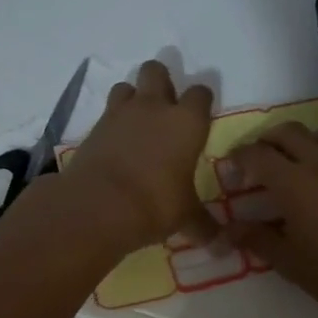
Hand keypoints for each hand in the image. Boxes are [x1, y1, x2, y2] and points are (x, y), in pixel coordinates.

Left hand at [57, 60, 216, 250]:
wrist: (98, 205)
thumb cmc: (155, 204)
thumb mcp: (186, 217)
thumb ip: (204, 225)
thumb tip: (224, 246)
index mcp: (187, 122)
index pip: (201, 93)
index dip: (202, 102)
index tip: (201, 116)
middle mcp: (155, 108)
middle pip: (157, 71)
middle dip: (161, 82)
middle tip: (165, 107)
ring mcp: (121, 114)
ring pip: (126, 86)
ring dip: (133, 97)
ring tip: (137, 122)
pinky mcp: (94, 128)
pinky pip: (106, 113)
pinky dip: (112, 123)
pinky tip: (116, 144)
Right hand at [223, 123, 317, 317]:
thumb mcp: (289, 261)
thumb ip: (257, 239)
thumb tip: (228, 229)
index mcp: (293, 181)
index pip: (256, 154)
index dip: (237, 158)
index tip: (228, 171)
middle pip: (285, 131)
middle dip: (264, 141)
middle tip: (253, 165)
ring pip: (314, 132)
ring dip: (294, 140)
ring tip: (285, 166)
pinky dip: (317, 149)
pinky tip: (314, 180)